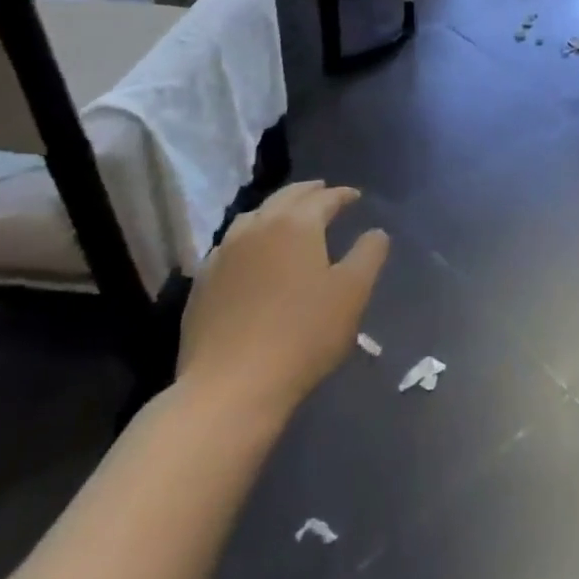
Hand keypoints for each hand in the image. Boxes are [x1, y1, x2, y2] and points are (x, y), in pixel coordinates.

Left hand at [177, 181, 388, 420]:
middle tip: (323, 192)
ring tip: (288, 217)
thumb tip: (375, 232)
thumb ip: (368, 255)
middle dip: (307, 192)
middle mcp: (257, 226)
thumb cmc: (303, 335)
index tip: (355, 196)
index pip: (324, 198)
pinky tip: (252, 253)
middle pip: (285, 198)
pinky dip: (250, 237)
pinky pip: (231, 244)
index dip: (342, 195)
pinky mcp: (203, 281)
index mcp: (296, 224)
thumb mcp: (352, 294)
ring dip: (275, 210)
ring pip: (254, 216)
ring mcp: (224, 252)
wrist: (231, 386)